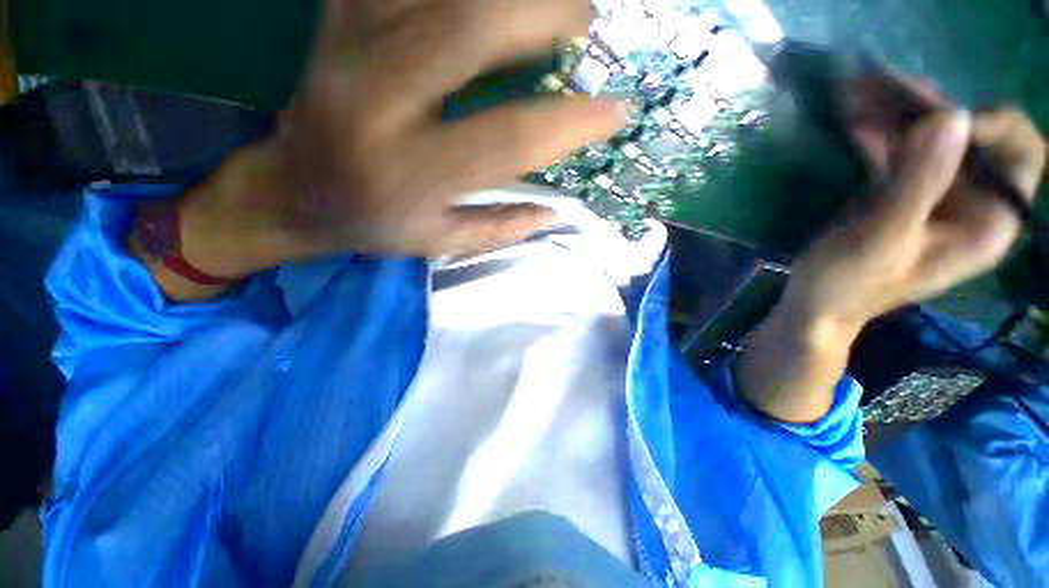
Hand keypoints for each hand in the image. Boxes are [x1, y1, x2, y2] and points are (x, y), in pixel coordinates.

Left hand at [276, 0, 625, 255]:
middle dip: (543, 13)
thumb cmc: (373, 223)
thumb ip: (499, 228)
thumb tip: (554, 214)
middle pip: (468, 28)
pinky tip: (482, 1)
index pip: (508, 140)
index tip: (616, 111)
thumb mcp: (439, 243)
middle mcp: (378, 103)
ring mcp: (351, 47)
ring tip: (549, 2)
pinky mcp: (337, 18)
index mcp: (412, 175)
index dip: (569, 123)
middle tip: (584, 23)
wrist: (295, 190)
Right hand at [738, 78, 1044, 423]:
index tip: (933, 120)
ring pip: (931, 136)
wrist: (815, 304)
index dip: (987, 125)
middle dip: (927, 108)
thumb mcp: (884, 238)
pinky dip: (878, 131)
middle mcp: (972, 201)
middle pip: (969, 135)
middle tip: (877, 86)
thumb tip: (952, 116)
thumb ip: (919, 184)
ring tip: (855, 93)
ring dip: (896, 112)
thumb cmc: (850, 284)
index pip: (1019, 152)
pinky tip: (852, 119)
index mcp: (988, 221)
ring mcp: (938, 194)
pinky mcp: (904, 191)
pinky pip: (901, 149)